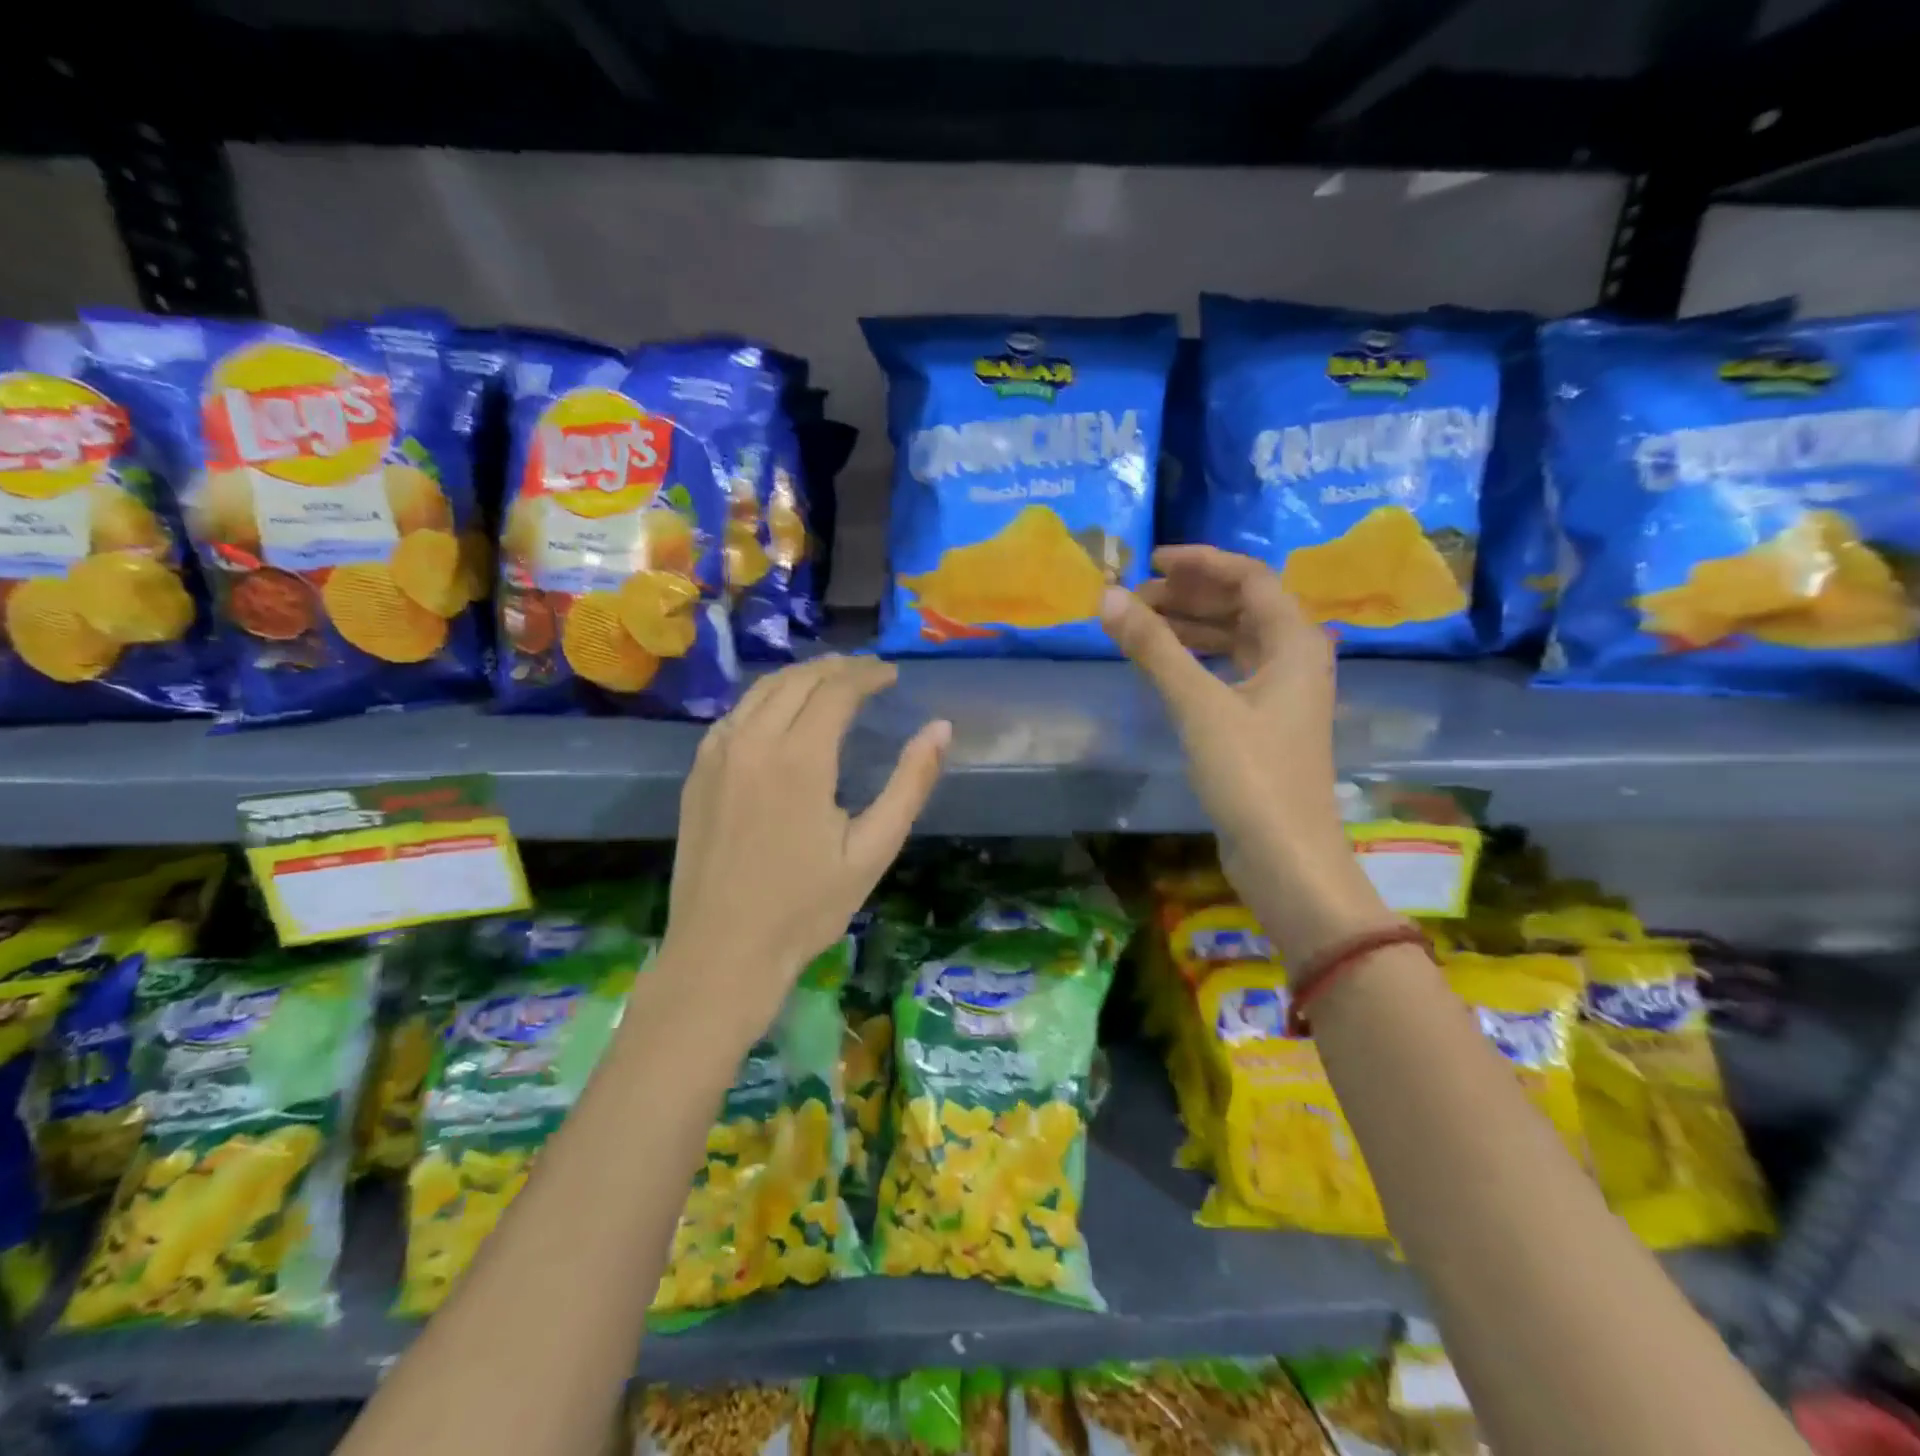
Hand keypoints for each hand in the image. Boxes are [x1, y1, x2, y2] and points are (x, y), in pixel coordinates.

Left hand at [662, 656, 950, 1028]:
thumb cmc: (805, 908)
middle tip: (868, 673)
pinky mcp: (698, 772)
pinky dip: (766, 699)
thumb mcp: (872, 850)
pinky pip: (735, 714)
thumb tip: (940, 728)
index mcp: (799, 758)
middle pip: (798, 680)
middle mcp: (753, 741)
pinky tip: (781, 713)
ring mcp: (717, 754)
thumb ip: (909, 784)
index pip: (837, 690)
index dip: (868, 675)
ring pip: (761, 690)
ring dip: (800, 677)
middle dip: (837, 668)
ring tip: (831, 683)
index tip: (892, 675)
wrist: (721, 951)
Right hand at [1101, 546, 1387, 961]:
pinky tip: (1165, 666)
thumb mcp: (1199, 705)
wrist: (1286, 858)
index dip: (1201, 562)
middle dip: (1190, 595)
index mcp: (1295, 642)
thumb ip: (1154, 648)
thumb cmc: (1251, 775)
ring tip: (1140, 624)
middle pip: (1243, 606)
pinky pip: (1229, 671)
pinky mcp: (1265, 724)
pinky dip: (1197, 660)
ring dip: (1191, 627)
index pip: (1250, 578)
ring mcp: (1281, 694)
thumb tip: (1108, 597)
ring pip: (1235, 640)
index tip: (1150, 560)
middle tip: (1135, 597)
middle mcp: (1295, 659)